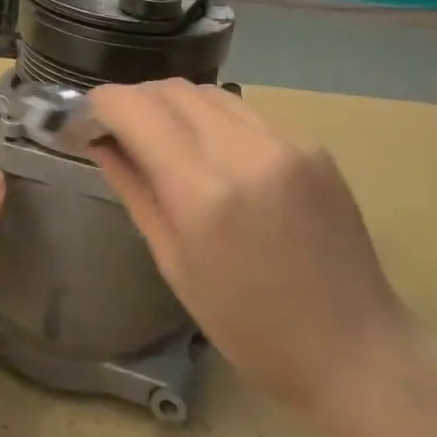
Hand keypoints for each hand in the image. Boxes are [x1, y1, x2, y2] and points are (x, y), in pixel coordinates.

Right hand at [88, 82, 436, 427]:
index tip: (85, 118)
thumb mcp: (175, 264)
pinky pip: (248, 113)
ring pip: (212, 93)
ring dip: (175, 105)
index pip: (137, 110)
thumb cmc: (248, 326)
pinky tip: (212, 152)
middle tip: (117, 129)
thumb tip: (102, 144)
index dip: (101, 104)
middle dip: (136, 99)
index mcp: (205, 193)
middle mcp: (247, 151)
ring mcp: (288, 142)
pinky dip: (215, 120)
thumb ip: (136, 190)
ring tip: (161, 137)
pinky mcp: (313, 145)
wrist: (351, 347)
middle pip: (174, 89)